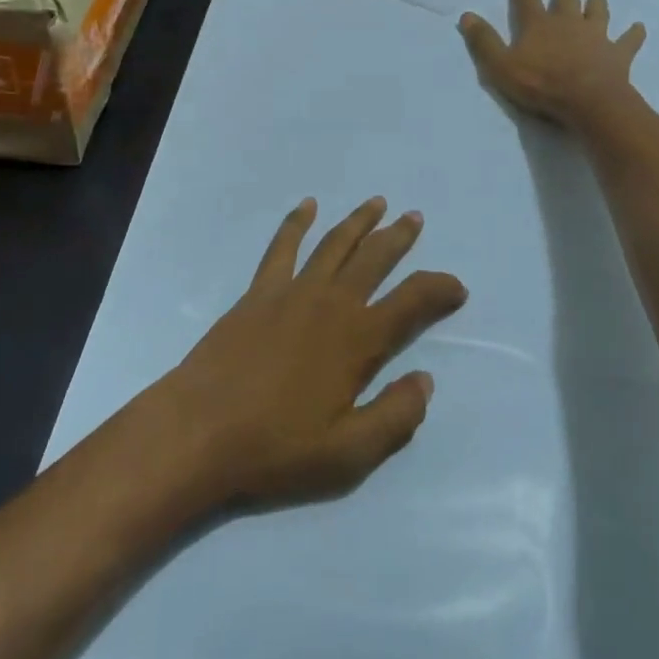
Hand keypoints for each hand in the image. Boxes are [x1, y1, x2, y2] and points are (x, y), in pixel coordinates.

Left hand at [150, 197, 467, 508]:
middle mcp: (331, 302)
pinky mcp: (260, 291)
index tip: (457, 287)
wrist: (200, 431)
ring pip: (335, 243)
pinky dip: (296, 222)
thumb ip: (395, 417)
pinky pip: (283, 247)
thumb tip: (426, 380)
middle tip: (415, 218)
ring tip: (378, 203)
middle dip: (399, 237)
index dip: (440, 289)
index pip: (412, 301)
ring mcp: (293, 291)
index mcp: (358, 339)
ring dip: (359, 221)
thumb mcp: (348, 455)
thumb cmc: (276, 448)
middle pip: (375, 258)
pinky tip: (307, 205)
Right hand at [458, 0, 645, 125]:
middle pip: (566, 0)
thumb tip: (467, 15)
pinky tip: (639, 27)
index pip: (527, 2)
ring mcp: (596, 36)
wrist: (588, 101)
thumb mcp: (501, 66)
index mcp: (539, 25)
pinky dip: (634, 33)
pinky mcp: (618, 53)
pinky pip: (628, 40)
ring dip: (597, 4)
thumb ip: (484, 42)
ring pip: (597, 13)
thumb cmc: (541, 84)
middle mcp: (568, 23)